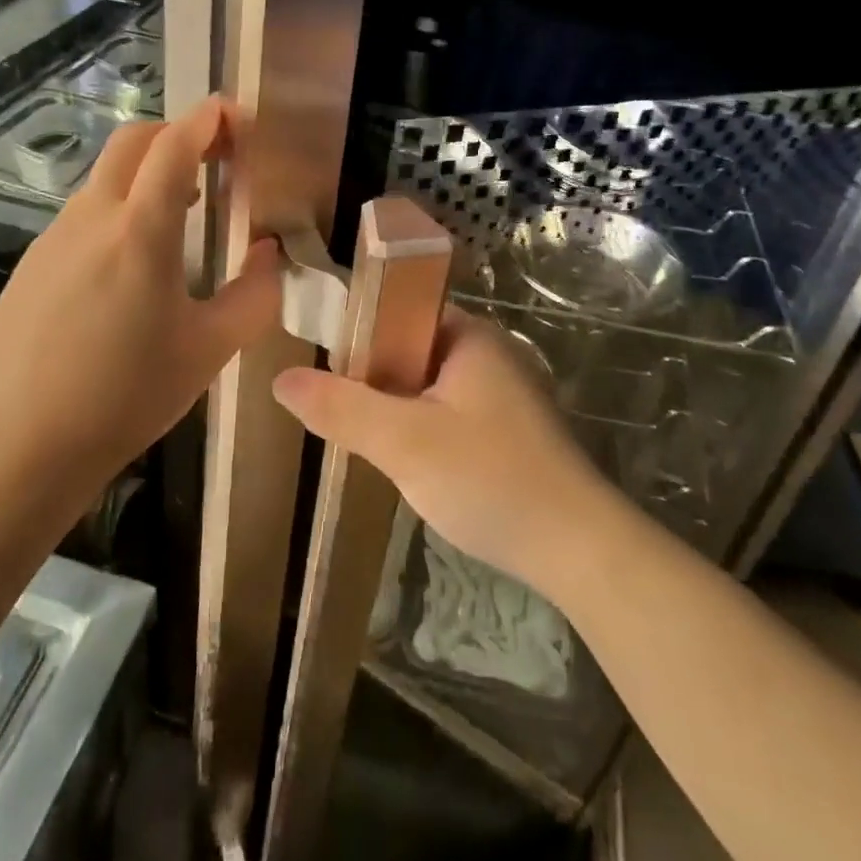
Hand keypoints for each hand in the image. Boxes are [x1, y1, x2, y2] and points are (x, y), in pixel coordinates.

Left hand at [0, 96, 281, 513]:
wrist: (13, 447)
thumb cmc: (124, 395)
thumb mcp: (209, 350)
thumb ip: (254, 294)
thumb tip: (268, 254)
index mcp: (140, 229)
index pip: (175, 144)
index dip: (208, 118)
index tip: (236, 114)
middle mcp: (91, 217)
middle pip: (132, 142)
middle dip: (176, 133)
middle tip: (215, 158)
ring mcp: (52, 239)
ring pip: (105, 179)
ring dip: (147, 176)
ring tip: (184, 216)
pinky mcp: (30, 266)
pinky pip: (83, 217)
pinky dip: (119, 212)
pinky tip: (132, 267)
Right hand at [271, 310, 620, 594]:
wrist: (579, 549)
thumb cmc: (489, 478)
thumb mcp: (403, 442)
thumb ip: (341, 408)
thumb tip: (282, 379)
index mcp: (470, 335)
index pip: (400, 310)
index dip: (358, 334)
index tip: (325, 369)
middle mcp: (490, 353)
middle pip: (411, 350)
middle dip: (374, 379)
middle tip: (338, 413)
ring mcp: (505, 393)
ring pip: (429, 387)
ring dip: (397, 410)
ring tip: (364, 441)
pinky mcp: (511, 431)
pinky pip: (450, 414)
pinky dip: (423, 431)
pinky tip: (409, 465)